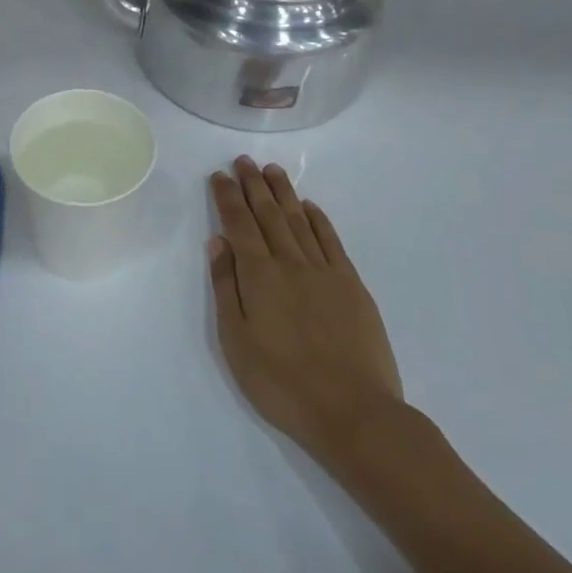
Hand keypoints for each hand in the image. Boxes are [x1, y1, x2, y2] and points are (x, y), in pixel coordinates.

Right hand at [207, 157, 403, 476]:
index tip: (219, 175)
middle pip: (268, 214)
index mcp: (259, 276)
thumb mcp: (237, 341)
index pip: (239, 224)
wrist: (354, 412)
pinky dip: (318, 219)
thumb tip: (217, 243)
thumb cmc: (282, 383)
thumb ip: (227, 288)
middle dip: (253, 185)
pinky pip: (331, 241)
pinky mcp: (352, 285)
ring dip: (284, 193)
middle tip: (243, 160)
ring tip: (272, 170)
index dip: (228, 198)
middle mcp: (291, 263)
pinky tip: (309, 207)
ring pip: (299, 221)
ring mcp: (325, 272)